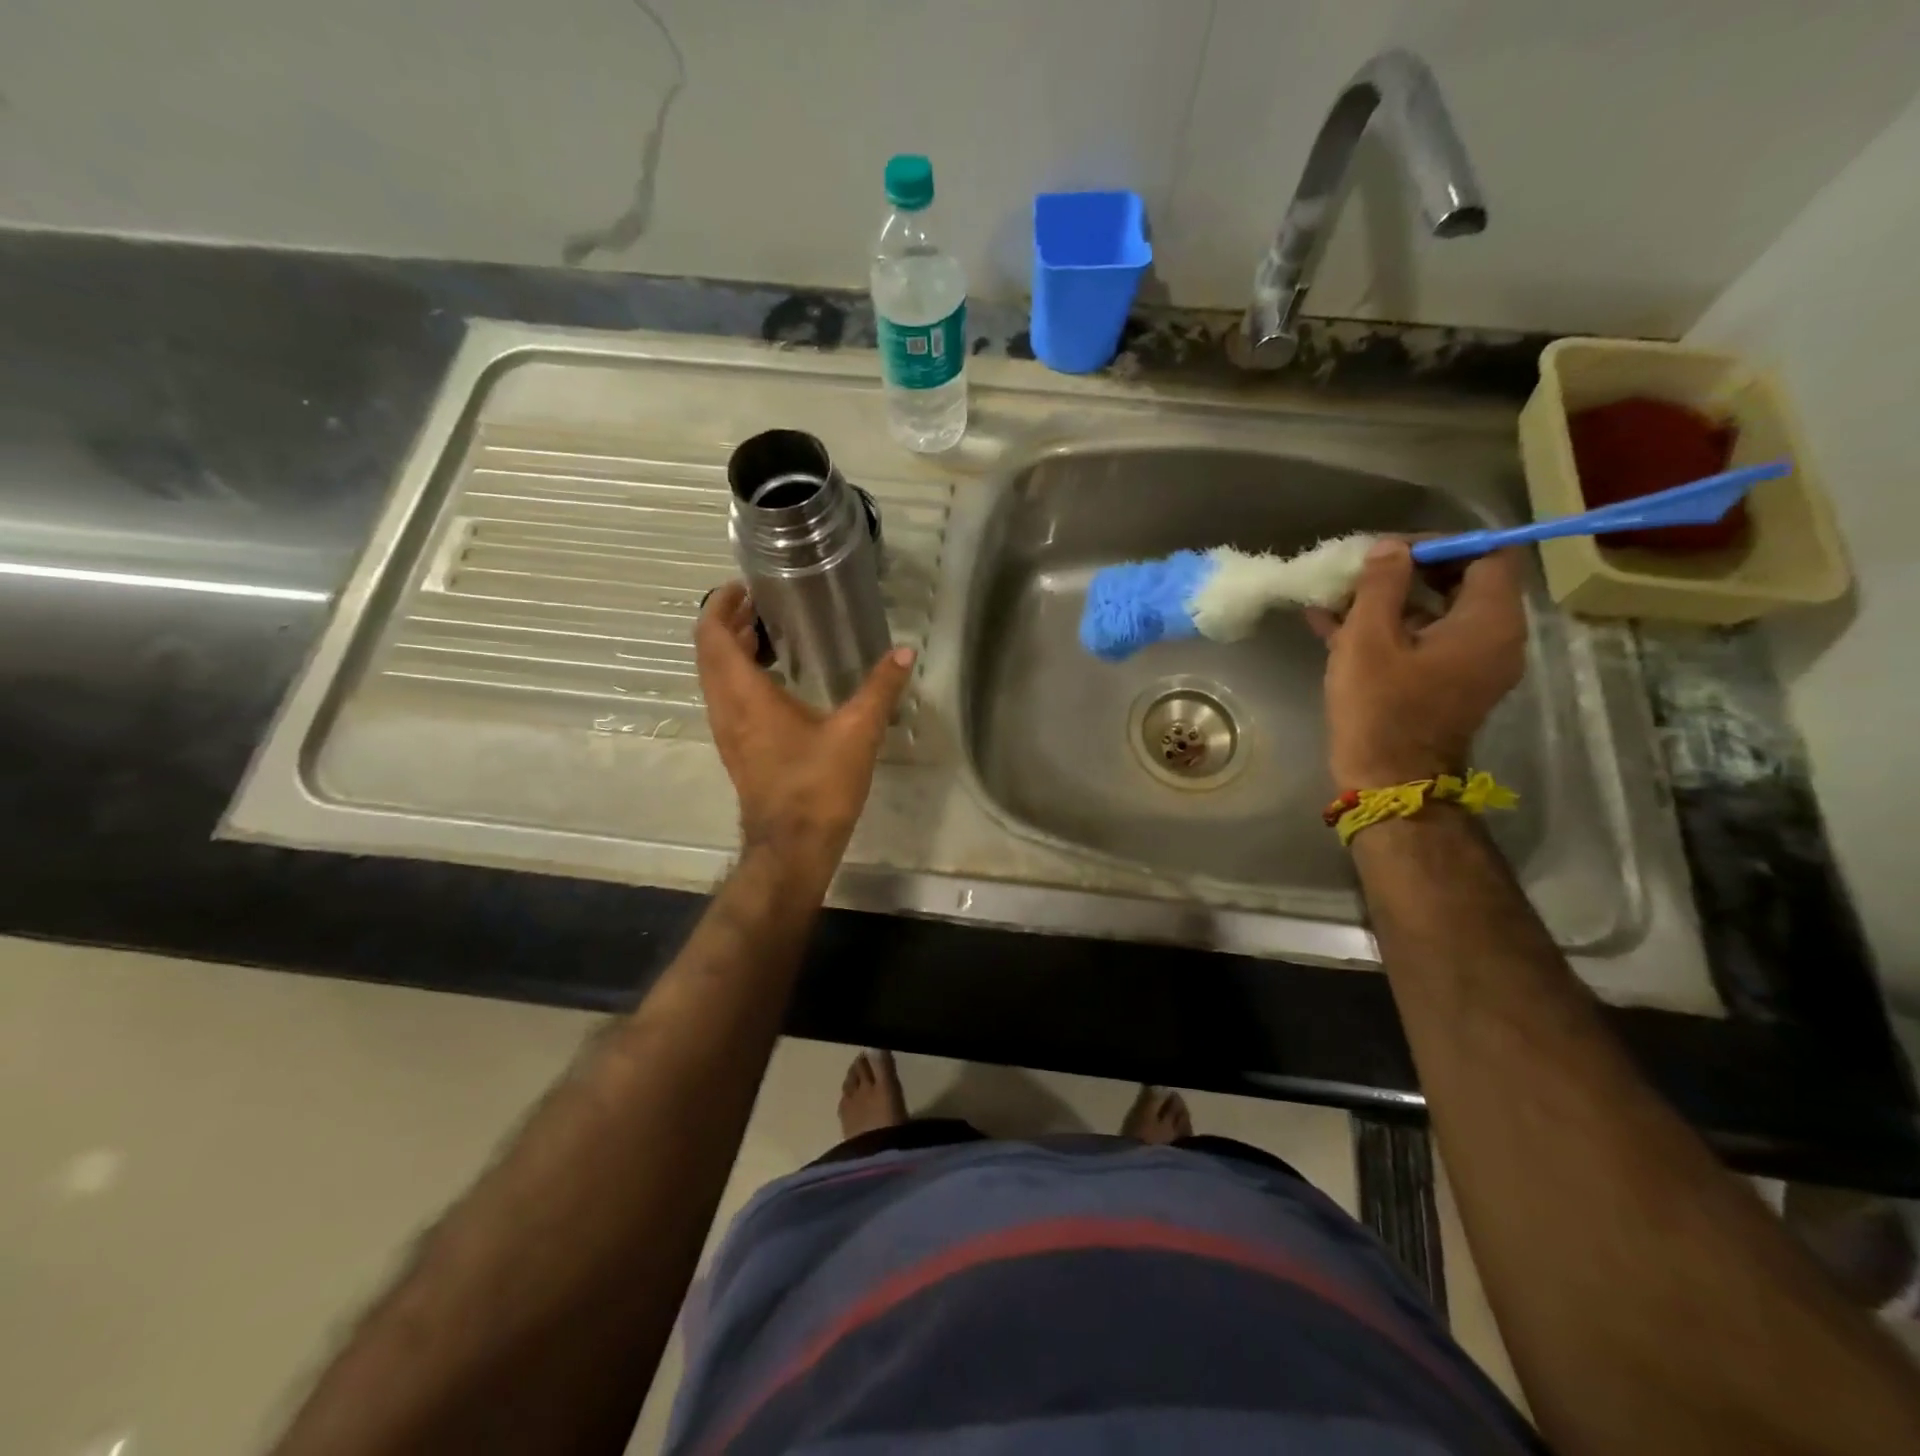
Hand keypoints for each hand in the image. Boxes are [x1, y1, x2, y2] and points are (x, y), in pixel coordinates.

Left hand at [695, 582, 914, 869]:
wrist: (793, 847)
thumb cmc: (818, 786)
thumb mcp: (857, 732)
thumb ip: (880, 689)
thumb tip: (905, 653)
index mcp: (745, 695)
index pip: (713, 636)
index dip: (720, 605)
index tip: (744, 586)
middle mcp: (726, 708)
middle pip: (710, 653)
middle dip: (730, 622)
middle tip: (762, 604)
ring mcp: (727, 732)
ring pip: (716, 677)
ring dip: (733, 650)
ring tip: (769, 634)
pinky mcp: (738, 750)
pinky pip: (727, 699)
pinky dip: (740, 677)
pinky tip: (776, 681)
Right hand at [1304, 540, 1526, 787]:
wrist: (1388, 782)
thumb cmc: (1380, 708)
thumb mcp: (1368, 639)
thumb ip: (1380, 585)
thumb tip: (1389, 547)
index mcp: (1489, 621)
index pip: (1484, 555)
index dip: (1438, 544)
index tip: (1388, 550)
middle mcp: (1494, 638)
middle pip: (1459, 583)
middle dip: (1405, 572)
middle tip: (1357, 570)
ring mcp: (1471, 664)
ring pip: (1434, 613)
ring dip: (1387, 602)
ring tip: (1334, 595)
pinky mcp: (1446, 684)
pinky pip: (1422, 642)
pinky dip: (1386, 629)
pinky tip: (1331, 622)